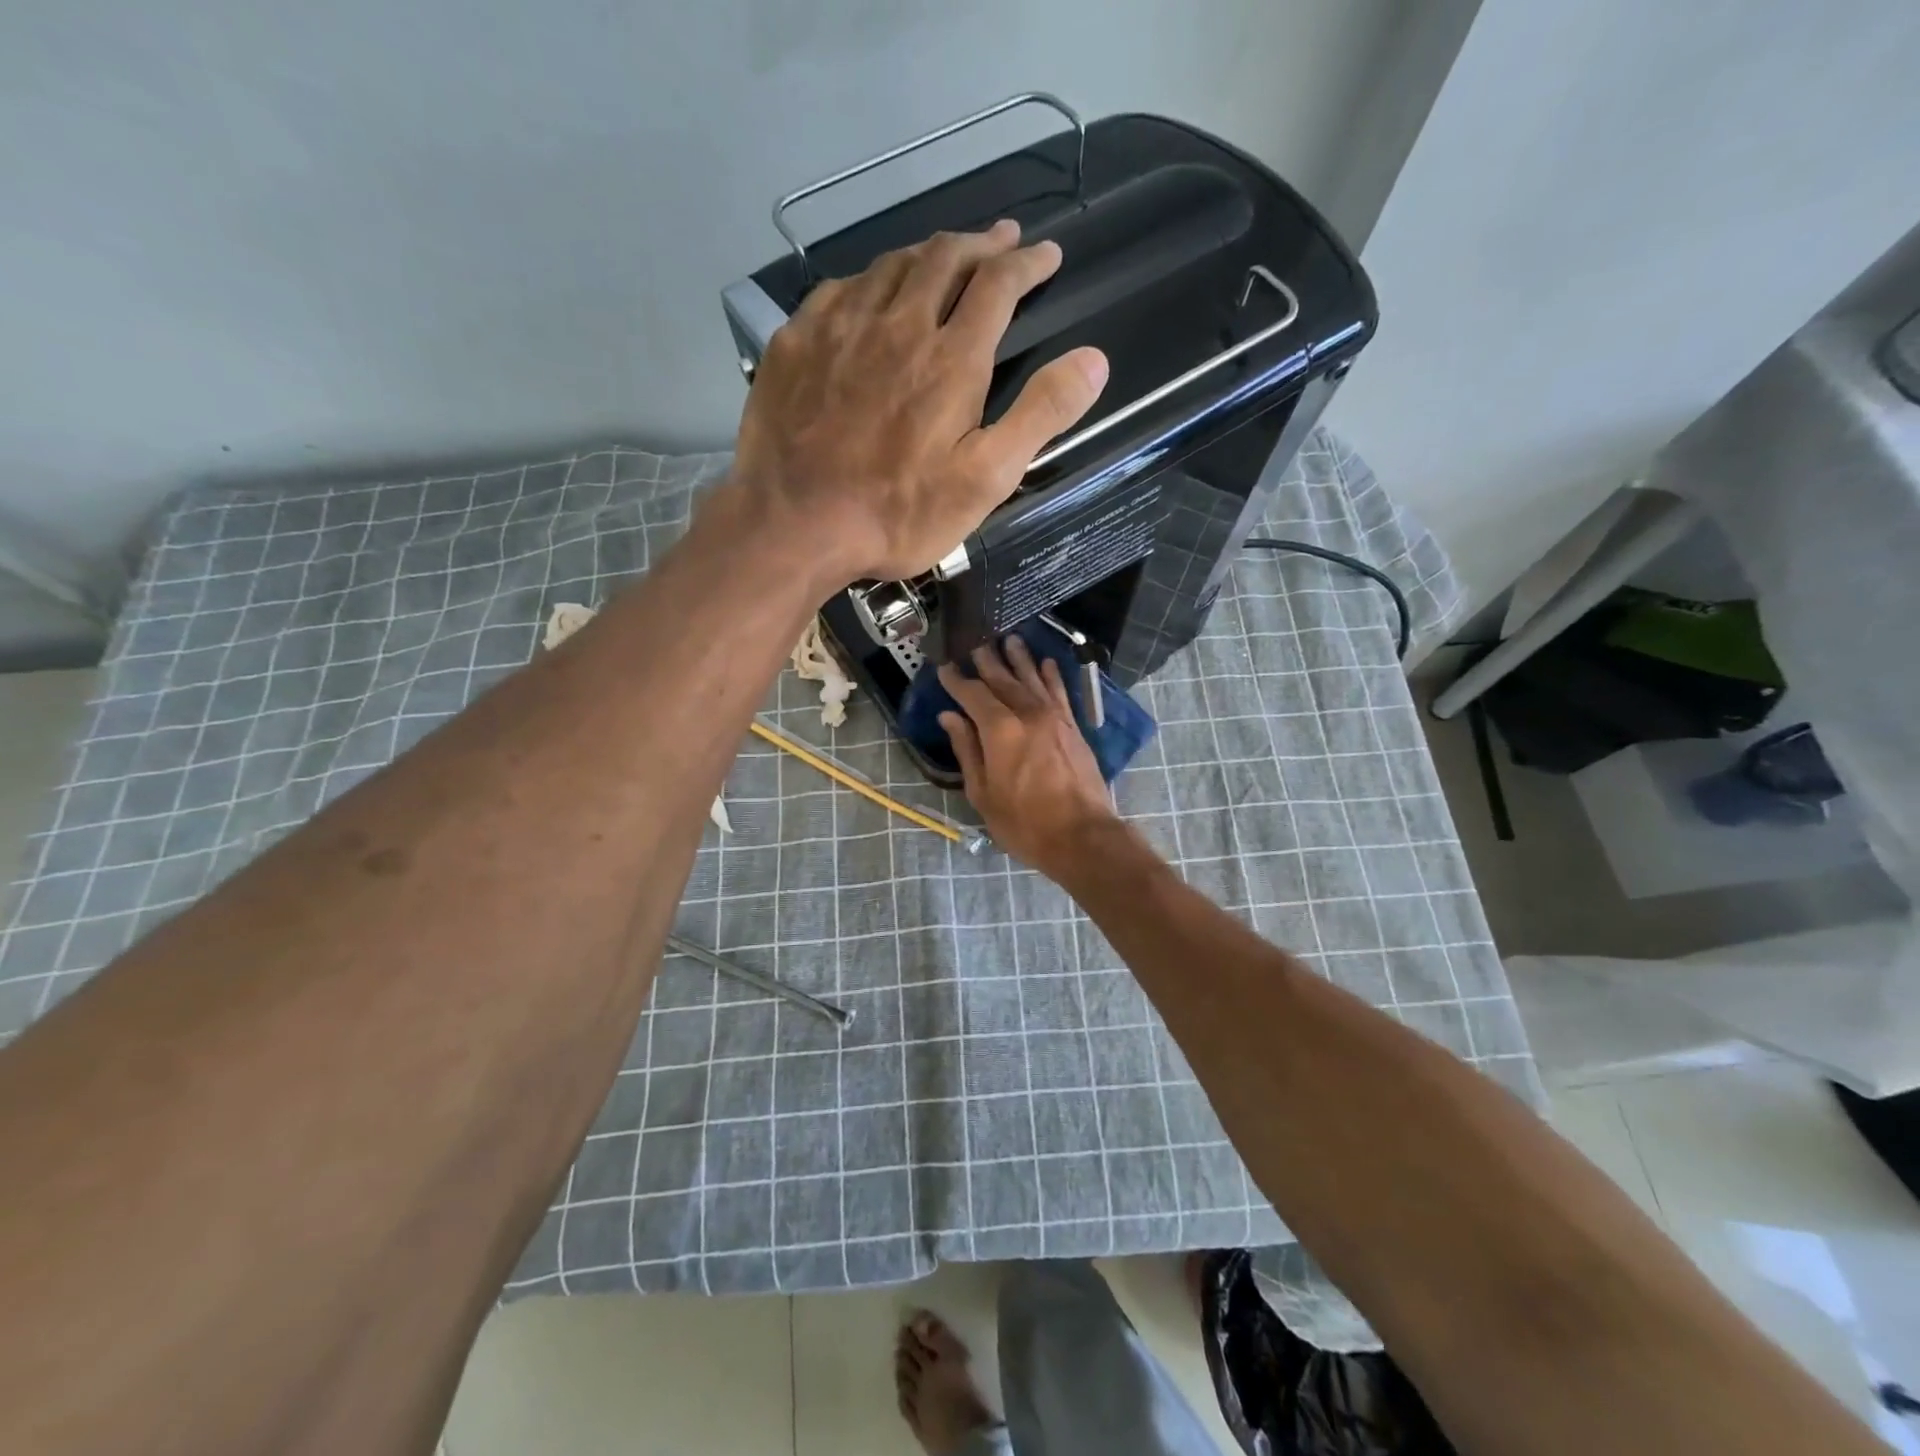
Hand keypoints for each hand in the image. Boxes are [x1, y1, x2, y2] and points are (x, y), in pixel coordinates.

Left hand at [726, 220, 1108, 583]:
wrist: (793, 525)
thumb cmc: (897, 513)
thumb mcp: (985, 479)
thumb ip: (1040, 415)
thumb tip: (1094, 359)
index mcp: (951, 357)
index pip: (998, 284)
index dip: (1028, 262)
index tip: (1046, 254)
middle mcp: (897, 322)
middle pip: (944, 257)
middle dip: (981, 243)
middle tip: (1001, 239)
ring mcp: (839, 326)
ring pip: (890, 264)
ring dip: (926, 253)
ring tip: (944, 257)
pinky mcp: (795, 341)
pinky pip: (838, 289)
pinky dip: (868, 281)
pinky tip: (870, 293)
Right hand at [937, 636, 1119, 877]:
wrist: (1083, 836)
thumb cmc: (1025, 823)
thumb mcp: (983, 793)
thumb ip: (967, 750)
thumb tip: (950, 717)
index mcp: (1000, 730)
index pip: (973, 694)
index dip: (957, 680)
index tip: (945, 667)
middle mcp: (1028, 713)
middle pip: (1003, 679)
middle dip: (987, 661)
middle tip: (975, 643)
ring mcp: (1054, 718)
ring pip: (1033, 678)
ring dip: (1019, 658)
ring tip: (1009, 639)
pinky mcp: (1073, 727)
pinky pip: (1060, 692)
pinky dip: (1052, 675)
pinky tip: (1046, 662)